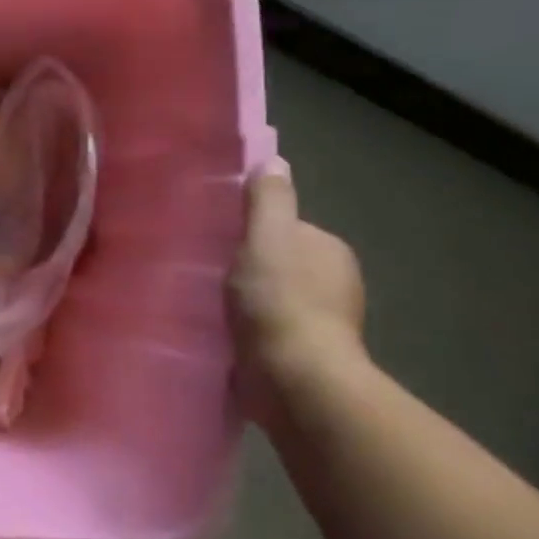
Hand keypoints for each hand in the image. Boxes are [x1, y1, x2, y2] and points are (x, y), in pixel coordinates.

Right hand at [229, 157, 365, 421]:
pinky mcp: (303, 356)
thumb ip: (268, 200)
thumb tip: (273, 160)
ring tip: (205, 306)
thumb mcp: (267, 237)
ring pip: (272, 299)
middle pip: (278, 263)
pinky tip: (222, 334)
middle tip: (204, 274)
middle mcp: (334, 283)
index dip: (250, 233)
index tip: (217, 242)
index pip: (284, 229)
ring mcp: (322, 324)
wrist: (295, 378)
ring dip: (246, 302)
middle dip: (247, 268)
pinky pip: (267, 331)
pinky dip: (248, 330)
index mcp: (329, 250)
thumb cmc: (280, 300)